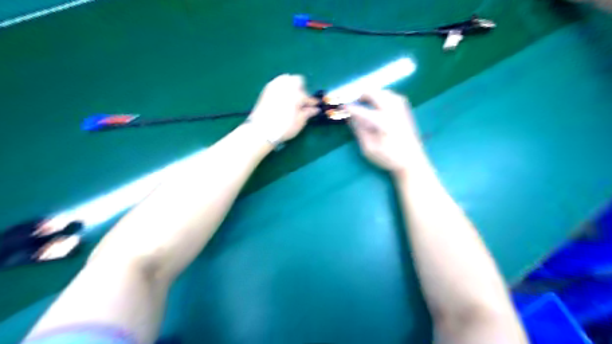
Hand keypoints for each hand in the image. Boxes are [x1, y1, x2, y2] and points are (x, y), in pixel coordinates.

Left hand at [248, 76, 317, 143]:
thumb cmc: (283, 128)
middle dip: (301, 88)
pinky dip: (281, 87)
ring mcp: (275, 87)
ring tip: (292, 97)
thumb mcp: (299, 123)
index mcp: (296, 95)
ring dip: (291, 85)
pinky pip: (276, 83)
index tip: (315, 106)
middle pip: (297, 80)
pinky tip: (282, 97)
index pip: (307, 97)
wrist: (261, 130)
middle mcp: (286, 87)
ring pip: (286, 79)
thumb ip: (308, 113)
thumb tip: (315, 109)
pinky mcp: (266, 90)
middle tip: (301, 101)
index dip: (312, 102)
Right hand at [346, 89, 423, 172]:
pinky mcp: (406, 111)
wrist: (412, 161)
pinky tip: (379, 103)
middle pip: (375, 94)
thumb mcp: (369, 148)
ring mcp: (401, 110)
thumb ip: (359, 131)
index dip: (349, 108)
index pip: (361, 110)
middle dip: (361, 96)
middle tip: (354, 104)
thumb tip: (350, 118)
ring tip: (365, 102)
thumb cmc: (388, 158)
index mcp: (382, 122)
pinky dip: (383, 96)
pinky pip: (393, 96)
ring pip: (385, 92)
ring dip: (373, 94)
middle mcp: (392, 112)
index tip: (341, 108)